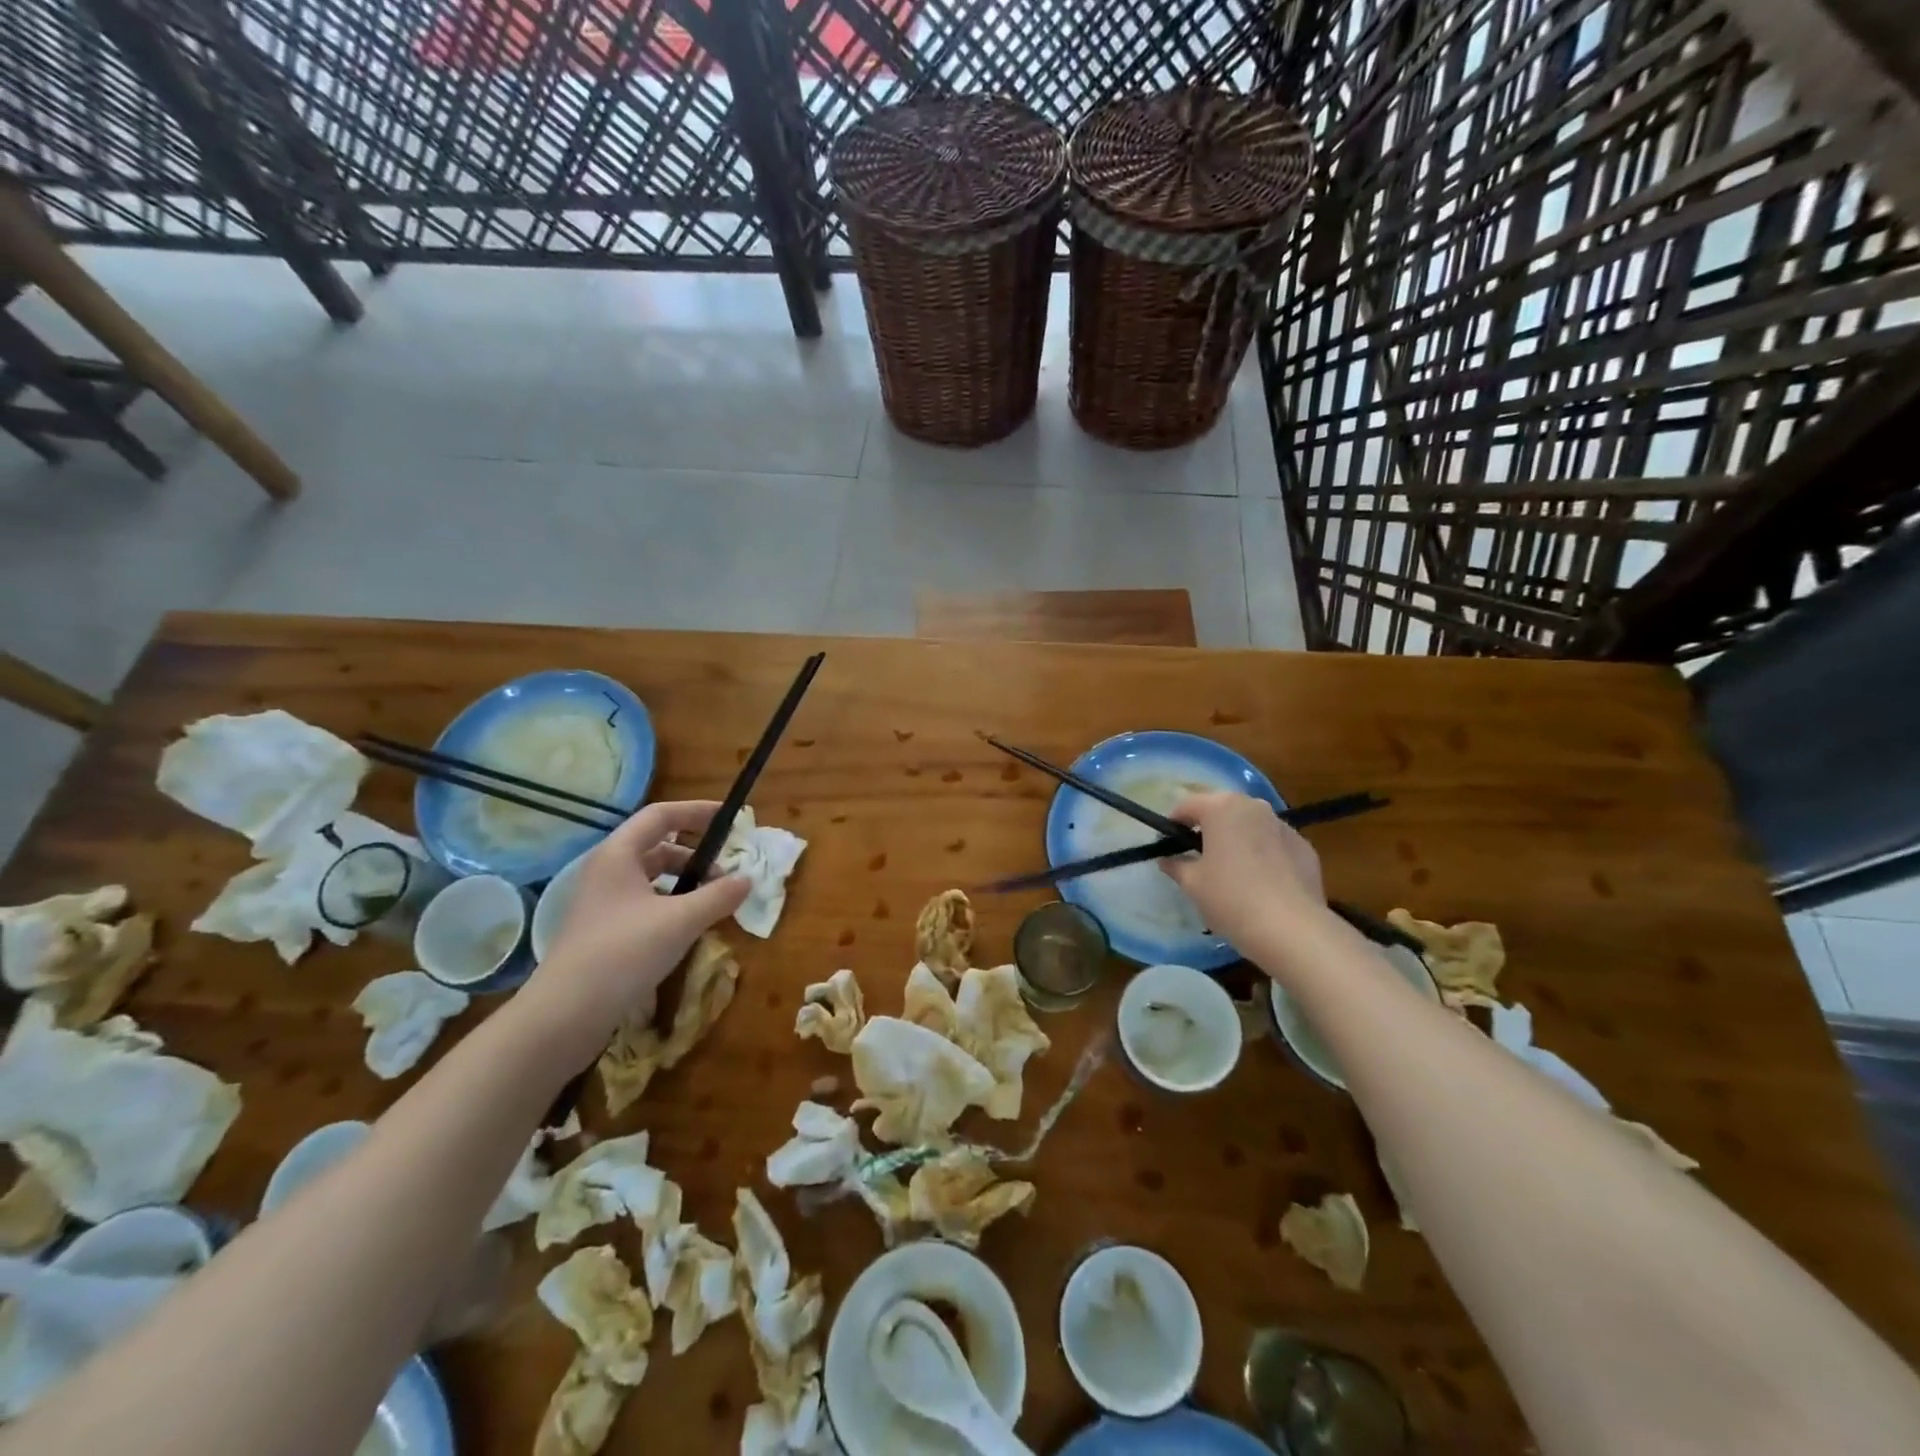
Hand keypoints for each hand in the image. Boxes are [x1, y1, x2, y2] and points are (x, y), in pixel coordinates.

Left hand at [522, 801, 749, 1047]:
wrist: (564, 1015)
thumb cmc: (623, 953)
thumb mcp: (681, 921)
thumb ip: (719, 896)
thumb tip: (748, 879)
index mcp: (618, 855)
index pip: (661, 815)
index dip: (698, 811)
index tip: (731, 819)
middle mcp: (607, 871)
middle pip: (658, 846)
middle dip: (697, 855)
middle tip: (728, 872)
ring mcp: (602, 902)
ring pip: (651, 877)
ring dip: (685, 882)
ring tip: (714, 902)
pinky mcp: (602, 931)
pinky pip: (644, 903)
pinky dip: (671, 905)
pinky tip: (690, 928)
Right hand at [1160, 792, 1324, 952]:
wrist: (1292, 929)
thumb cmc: (1231, 898)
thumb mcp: (1192, 884)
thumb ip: (1176, 865)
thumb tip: (1167, 859)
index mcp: (1222, 808)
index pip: (1187, 805)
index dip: (1173, 824)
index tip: (1167, 845)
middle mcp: (1254, 807)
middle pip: (1222, 809)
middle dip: (1207, 827)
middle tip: (1196, 855)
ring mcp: (1284, 826)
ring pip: (1251, 825)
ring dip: (1237, 838)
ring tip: (1230, 869)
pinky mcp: (1305, 847)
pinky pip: (1274, 843)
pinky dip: (1263, 854)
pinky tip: (1260, 882)